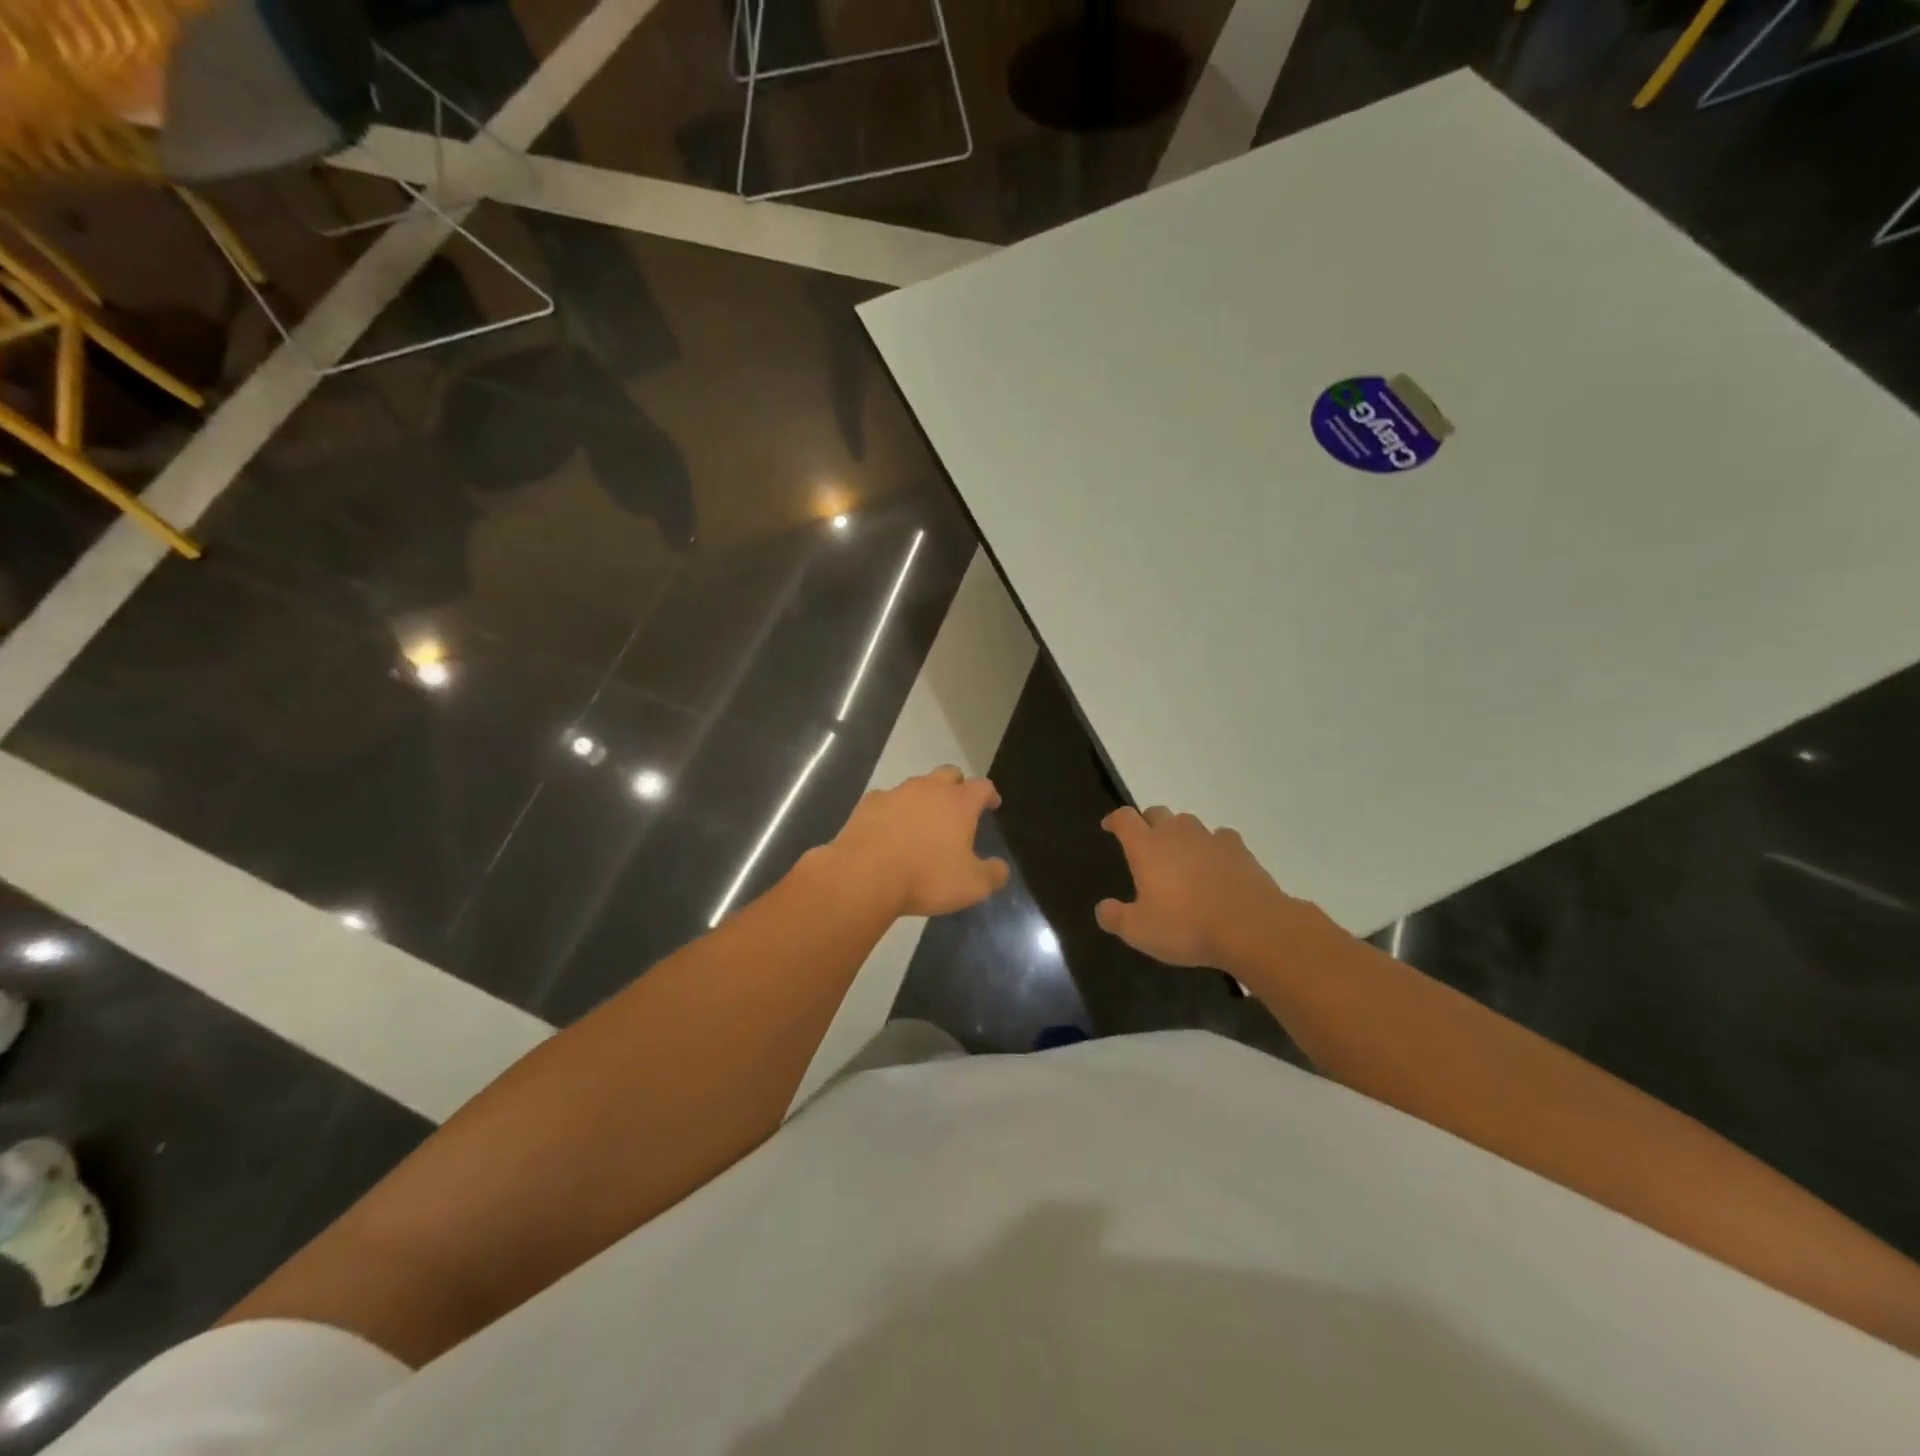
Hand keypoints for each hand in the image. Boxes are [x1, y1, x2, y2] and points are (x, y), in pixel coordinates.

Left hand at [830, 767, 1009, 917]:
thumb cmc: (926, 878)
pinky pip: (887, 800)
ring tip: (923, 821)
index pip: (982, 786)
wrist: (864, 875)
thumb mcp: (972, 886)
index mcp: (959, 803)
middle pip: (949, 773)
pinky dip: (894, 810)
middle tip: (958, 807)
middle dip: (957, 786)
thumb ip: (992, 874)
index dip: (989, 794)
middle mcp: (929, 789)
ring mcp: (896, 793)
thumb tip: (1000, 868)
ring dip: (924, 797)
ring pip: (916, 785)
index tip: (992, 804)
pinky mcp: (868, 804)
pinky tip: (890, 830)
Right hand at [1095, 807, 1307, 969]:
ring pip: (1188, 822)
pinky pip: (1220, 837)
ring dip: (1179, 831)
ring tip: (1179, 852)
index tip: (1109, 826)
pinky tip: (1215, 861)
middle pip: (1156, 812)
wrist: (1251, 927)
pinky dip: (1213, 844)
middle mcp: (1176, 834)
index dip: (1115, 819)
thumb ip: (1115, 917)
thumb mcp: (1140, 931)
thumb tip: (1103, 908)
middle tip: (1144, 842)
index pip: (1125, 819)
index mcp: (1147, 848)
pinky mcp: (1239, 849)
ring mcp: (1210, 838)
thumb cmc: (1187, 927)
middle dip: (1147, 822)